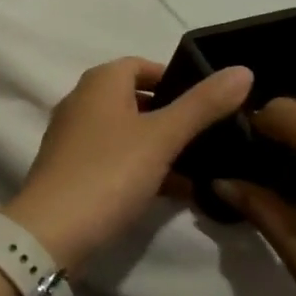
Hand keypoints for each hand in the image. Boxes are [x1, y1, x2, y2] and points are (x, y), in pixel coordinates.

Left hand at [4, 58, 254, 273]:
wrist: (52, 230)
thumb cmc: (109, 172)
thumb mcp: (162, 136)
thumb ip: (202, 105)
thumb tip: (243, 70)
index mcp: (99, 83)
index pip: (141, 65)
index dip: (175, 78)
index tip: (209, 100)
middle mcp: (82, 102)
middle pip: (135, 99)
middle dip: (173, 114)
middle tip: (213, 134)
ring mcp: (74, 138)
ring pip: (128, 133)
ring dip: (162, 145)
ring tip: (205, 165)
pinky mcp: (74, 170)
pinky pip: (117, 160)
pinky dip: (144, 168)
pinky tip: (177, 191)